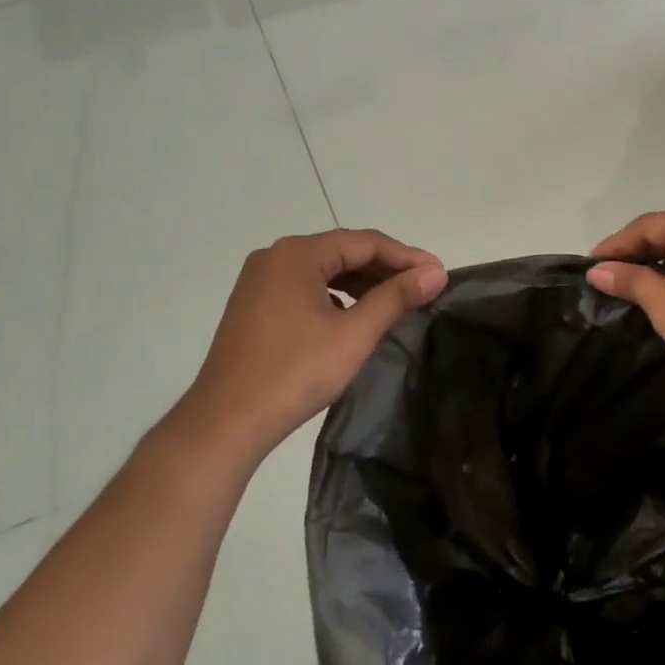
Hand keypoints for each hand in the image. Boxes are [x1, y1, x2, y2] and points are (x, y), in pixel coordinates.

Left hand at [173, 229, 445, 464]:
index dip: (406, 256)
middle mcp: (275, 257)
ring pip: (323, 272)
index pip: (365, 242)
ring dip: (361, 284)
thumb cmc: (295, 373)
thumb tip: (436, 272)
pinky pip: (304, 289)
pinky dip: (335, 297)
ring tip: (395, 302)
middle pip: (342, 252)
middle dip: (385, 269)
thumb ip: (396, 297)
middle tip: (422, 288)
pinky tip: (353, 318)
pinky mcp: (253, 306)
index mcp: (297, 254)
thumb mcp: (354, 334)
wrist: (225, 422)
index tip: (439, 273)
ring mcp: (259, 282)